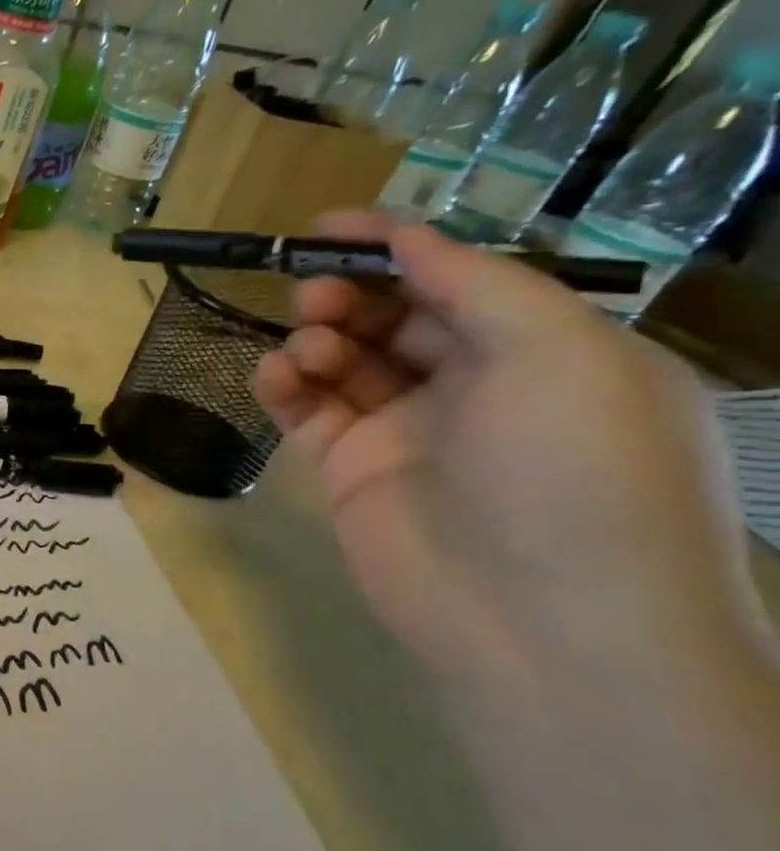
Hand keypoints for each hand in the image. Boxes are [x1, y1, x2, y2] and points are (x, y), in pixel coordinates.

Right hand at [252, 213, 762, 685]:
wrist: (541, 624)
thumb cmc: (574, 472)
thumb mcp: (560, 352)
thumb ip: (475, 284)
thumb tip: (406, 237)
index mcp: (546, 352)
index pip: (458, 280)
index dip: (395, 246)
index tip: (325, 227)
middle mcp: (478, 387)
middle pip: (393, 316)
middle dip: (348, 293)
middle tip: (311, 292)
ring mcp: (409, 432)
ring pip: (344, 360)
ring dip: (315, 338)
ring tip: (305, 346)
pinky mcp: (351, 470)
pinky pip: (307, 411)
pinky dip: (285, 384)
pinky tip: (276, 375)